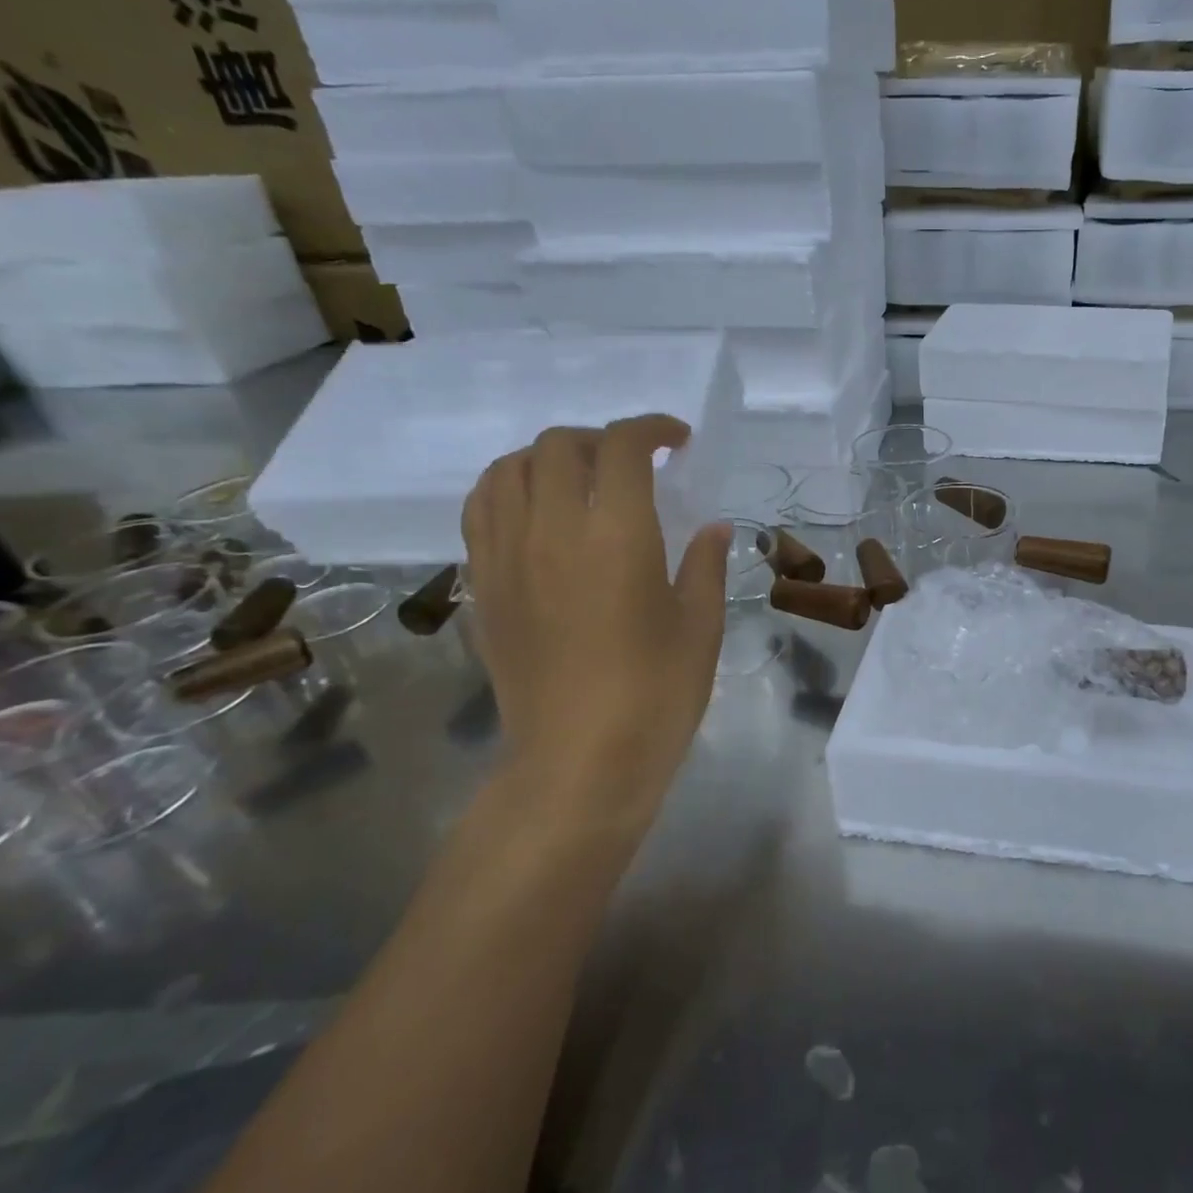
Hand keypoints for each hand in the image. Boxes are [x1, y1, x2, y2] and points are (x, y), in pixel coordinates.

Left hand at [460, 419, 729, 836]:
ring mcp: (506, 556)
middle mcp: (551, 530)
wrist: (578, 763)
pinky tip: (537, 512)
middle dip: (602, 439)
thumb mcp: (701, 626)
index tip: (677, 441)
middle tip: (636, 464)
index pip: (621, 447)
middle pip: (559, 446)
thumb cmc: (656, 695)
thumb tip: (711, 527)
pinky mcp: (483, 586)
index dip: (651, 429)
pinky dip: (509, 488)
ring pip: (508, 468)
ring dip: (549, 457)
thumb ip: (705, 565)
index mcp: (616, 536)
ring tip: (581, 479)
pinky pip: (481, 509)